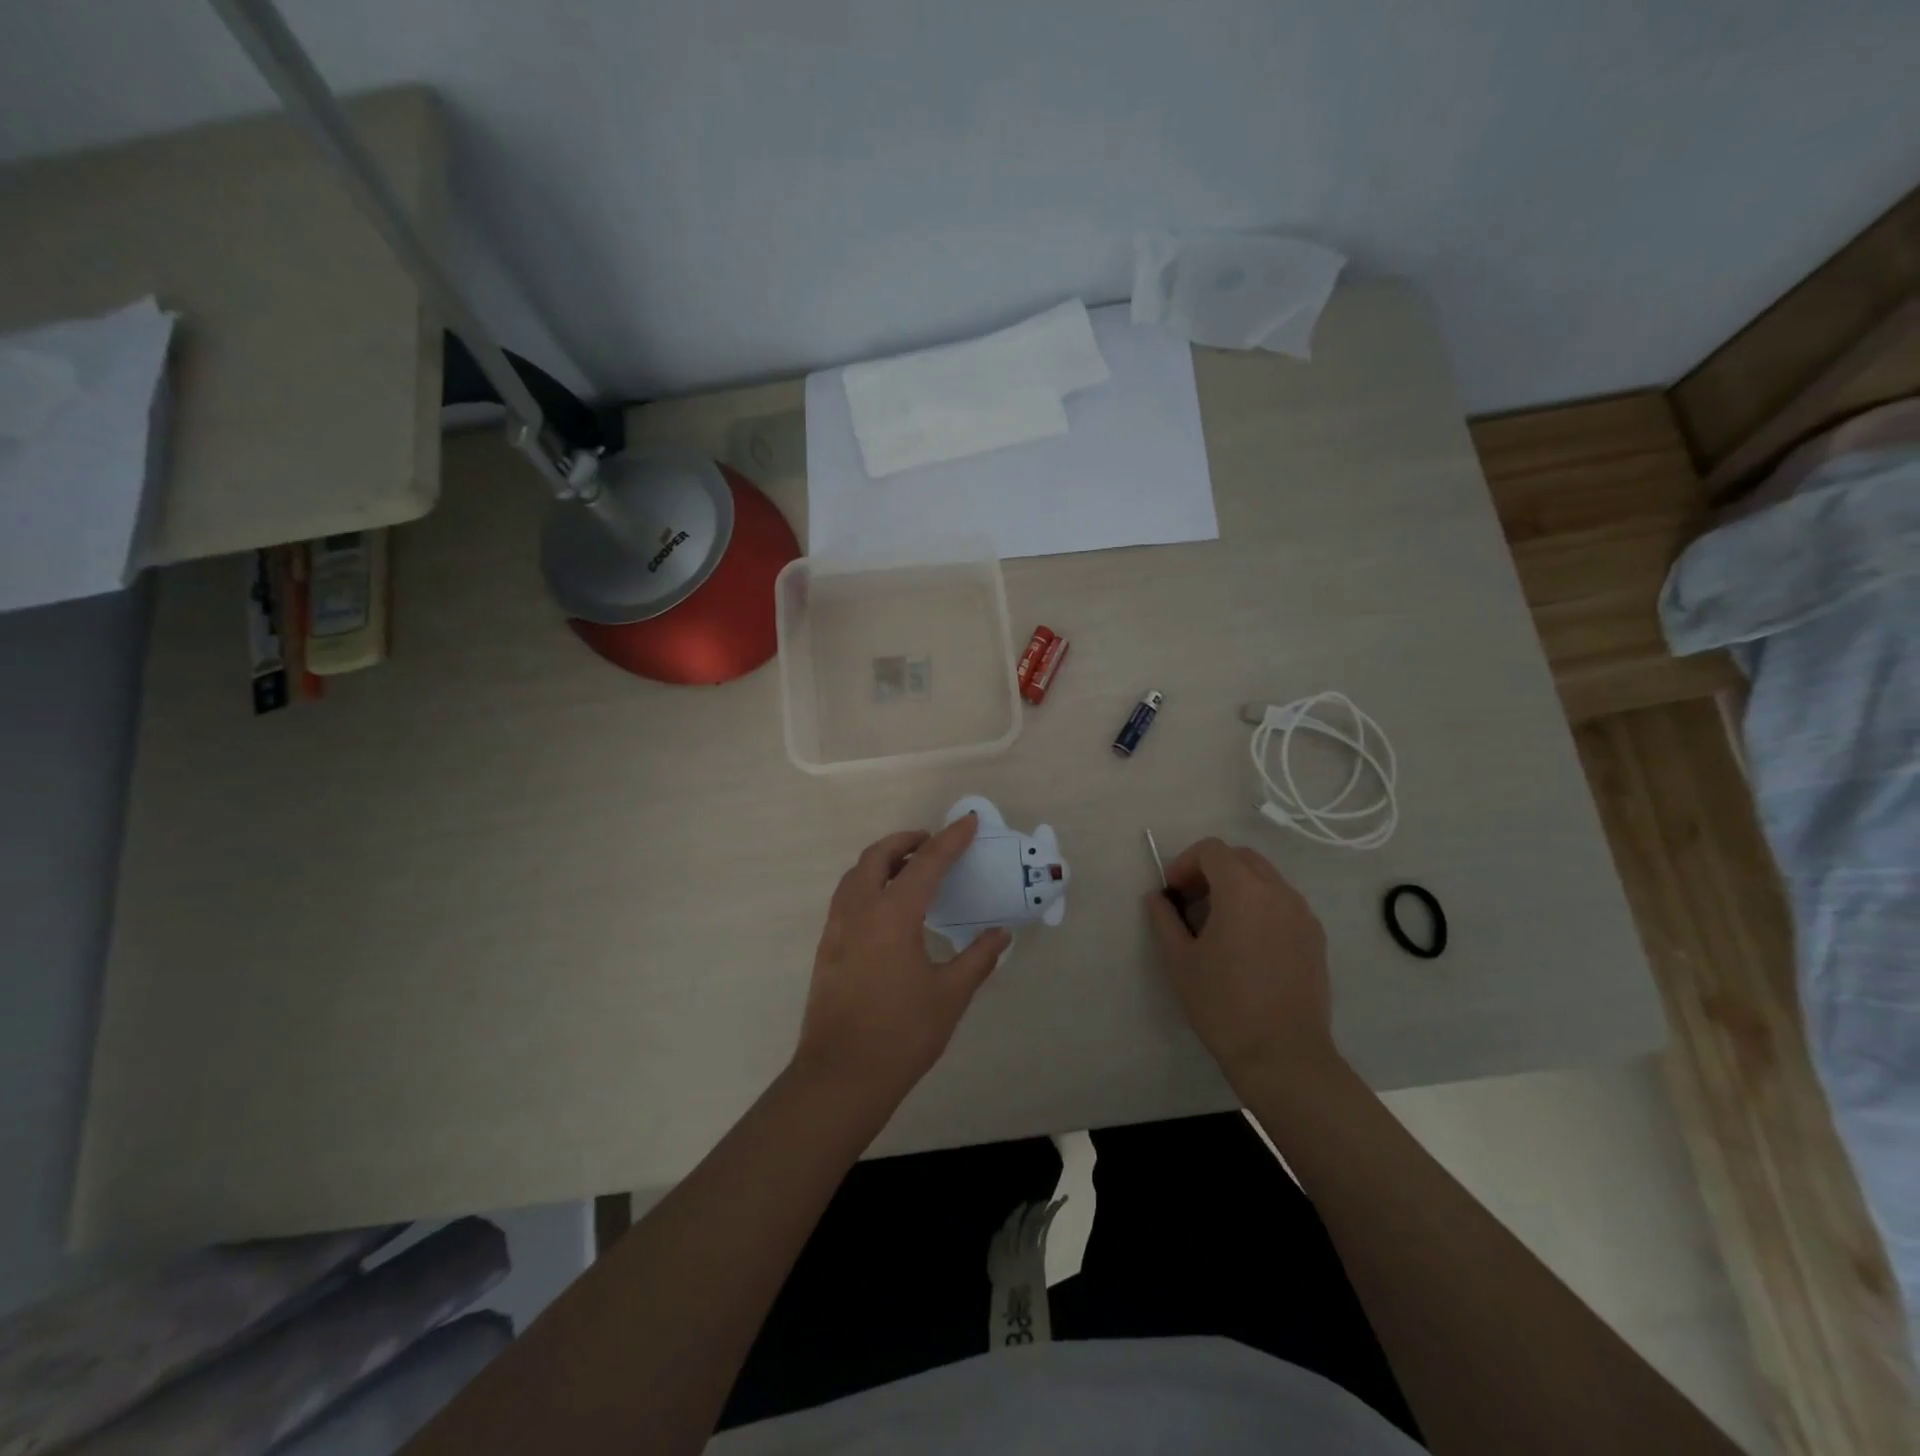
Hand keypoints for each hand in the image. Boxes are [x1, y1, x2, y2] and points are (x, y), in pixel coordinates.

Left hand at [794, 813, 1011, 1108]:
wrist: (841, 1075)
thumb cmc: (902, 1033)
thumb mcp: (950, 995)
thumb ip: (977, 958)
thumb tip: (1001, 934)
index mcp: (893, 914)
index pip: (927, 863)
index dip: (950, 839)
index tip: (968, 821)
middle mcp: (860, 910)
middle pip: (878, 856)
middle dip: (906, 841)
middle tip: (932, 843)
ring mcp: (837, 928)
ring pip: (856, 874)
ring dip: (882, 860)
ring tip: (909, 870)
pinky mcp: (826, 948)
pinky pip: (846, 897)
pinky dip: (867, 884)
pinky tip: (886, 908)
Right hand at [1144, 837, 1339, 1087]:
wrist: (1282, 1055)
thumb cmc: (1223, 1004)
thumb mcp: (1179, 960)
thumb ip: (1164, 918)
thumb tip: (1158, 897)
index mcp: (1242, 890)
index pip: (1211, 850)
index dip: (1185, 863)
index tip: (1173, 893)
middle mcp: (1278, 892)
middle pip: (1241, 857)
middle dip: (1211, 870)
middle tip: (1191, 902)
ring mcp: (1302, 914)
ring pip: (1265, 878)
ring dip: (1237, 886)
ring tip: (1218, 925)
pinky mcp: (1315, 937)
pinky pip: (1283, 903)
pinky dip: (1260, 906)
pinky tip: (1247, 944)